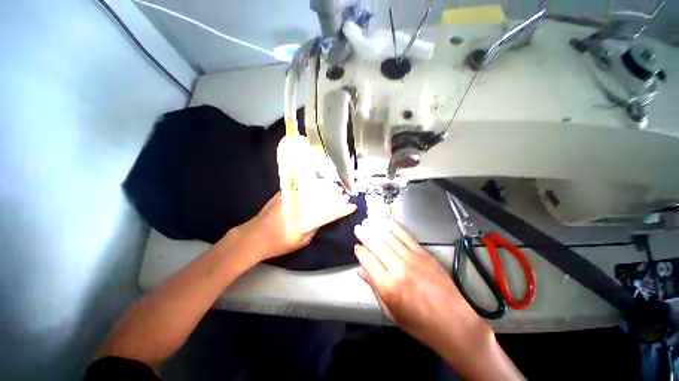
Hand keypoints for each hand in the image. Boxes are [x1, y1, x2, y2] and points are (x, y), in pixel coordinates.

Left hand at [232, 190, 356, 262]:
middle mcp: (299, 206)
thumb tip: (324, 216)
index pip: (329, 213)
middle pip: (322, 197)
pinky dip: (314, 184)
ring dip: (327, 187)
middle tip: (344, 195)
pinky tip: (319, 184)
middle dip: (336, 195)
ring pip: (313, 188)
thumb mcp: (302, 240)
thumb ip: (315, 227)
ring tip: (335, 188)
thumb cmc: (278, 243)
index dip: (342, 209)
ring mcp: (290, 197)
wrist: (253, 236)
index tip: (352, 206)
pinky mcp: (284, 192)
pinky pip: (303, 185)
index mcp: (304, 221)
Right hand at [353, 219, 484, 348]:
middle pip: (376, 244)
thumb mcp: (390, 311)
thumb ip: (374, 288)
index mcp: (387, 285)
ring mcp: (412, 258)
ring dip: (377, 227)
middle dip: (365, 234)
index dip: (360, 251)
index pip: (367, 259)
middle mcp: (398, 267)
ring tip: (369, 222)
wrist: (453, 322)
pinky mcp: (424, 254)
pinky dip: (396, 227)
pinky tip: (388, 222)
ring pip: (390, 237)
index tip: (357, 247)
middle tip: (358, 228)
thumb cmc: (419, 323)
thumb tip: (361, 271)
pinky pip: (406, 236)